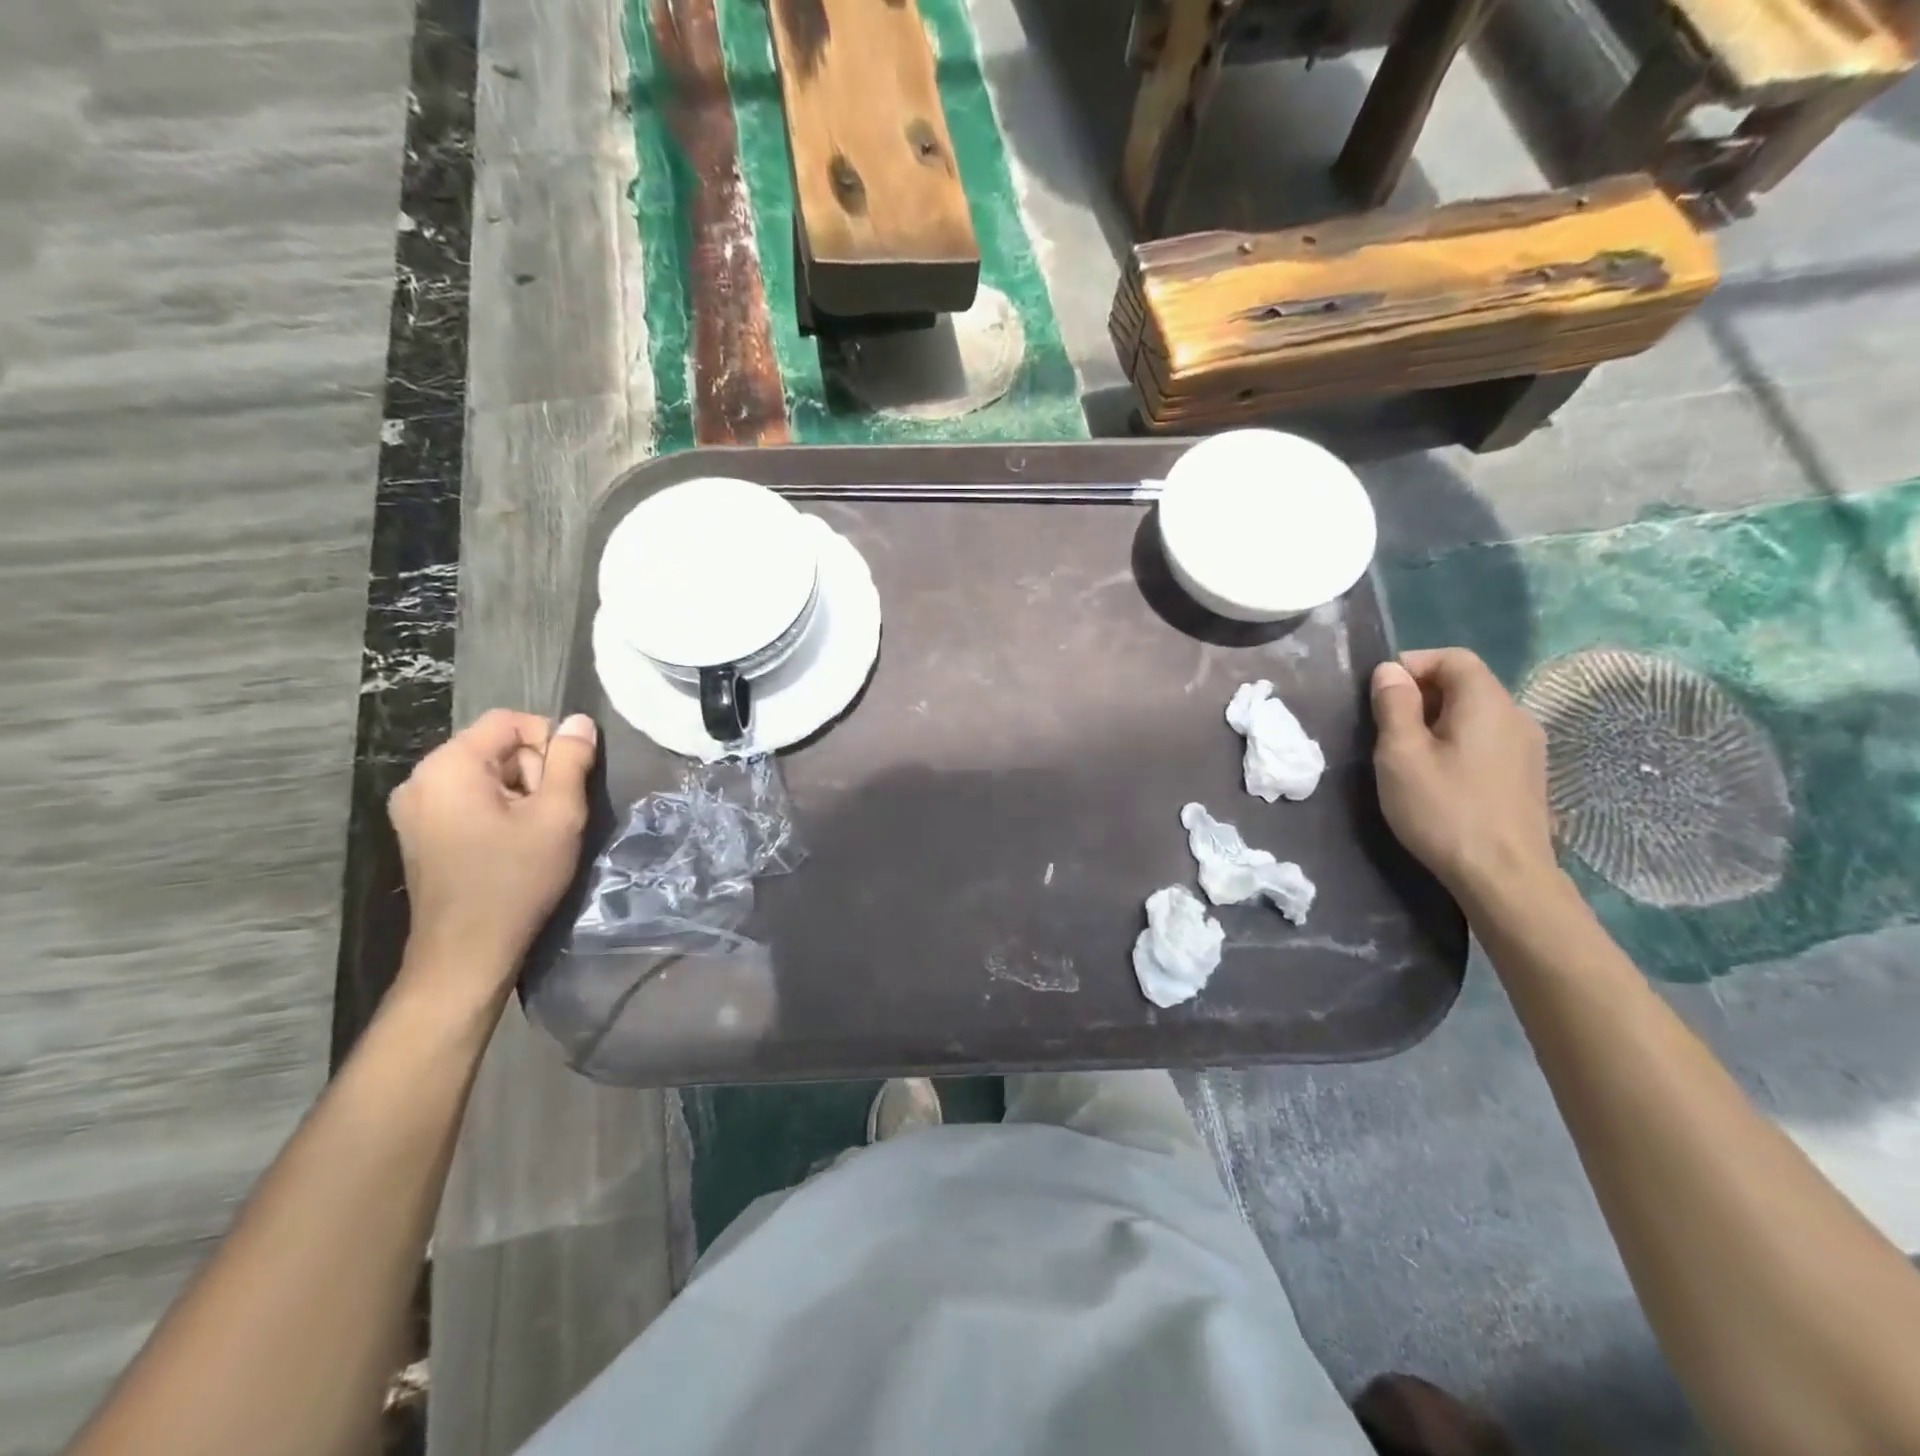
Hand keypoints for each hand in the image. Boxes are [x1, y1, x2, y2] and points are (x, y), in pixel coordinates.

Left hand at [387, 710, 597, 1001]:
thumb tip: (580, 721)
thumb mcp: (558, 815)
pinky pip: (468, 800)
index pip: (510, 721)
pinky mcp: (419, 833)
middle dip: (533, 772)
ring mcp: (414, 808)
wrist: (467, 952)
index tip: (567, 784)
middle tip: (550, 816)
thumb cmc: (516, 879)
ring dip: (519, 795)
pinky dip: (497, 812)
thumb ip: (571, 760)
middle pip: (496, 747)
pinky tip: (510, 846)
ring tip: (533, 835)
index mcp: (449, 765)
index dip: (549, 742)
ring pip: (485, 775)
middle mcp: (421, 778)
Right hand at [1370, 648, 1555, 902]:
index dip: (1412, 664)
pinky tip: (1439, 776)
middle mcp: (1516, 715)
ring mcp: (1528, 747)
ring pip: (1476, 713)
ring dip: (1437, 720)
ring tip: (1407, 755)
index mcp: (1486, 703)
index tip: (1379, 695)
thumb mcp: (1401, 755)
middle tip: (1386, 728)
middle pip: (1466, 683)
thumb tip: (1390, 670)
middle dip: (1421, 693)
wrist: (1505, 877)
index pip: (1452, 657)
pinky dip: (1457, 742)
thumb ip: (1394, 706)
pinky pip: (1487, 739)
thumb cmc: (1444, 810)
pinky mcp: (1527, 775)